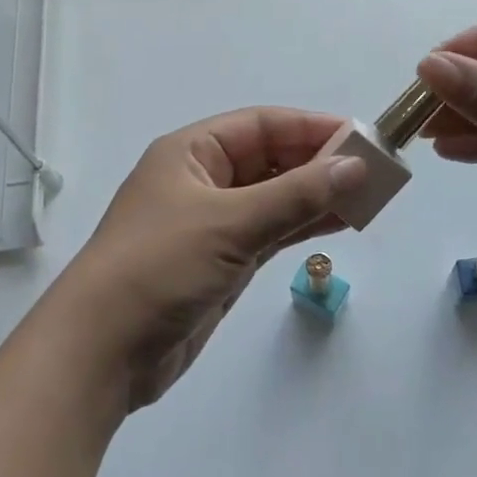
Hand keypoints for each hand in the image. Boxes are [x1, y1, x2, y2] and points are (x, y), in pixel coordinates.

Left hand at [46, 108, 364, 410]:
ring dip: (316, 196)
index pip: (261, 125)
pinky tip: (338, 223)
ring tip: (368, 198)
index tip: (362, 137)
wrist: (103, 351)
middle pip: (269, 159)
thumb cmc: (160, 267)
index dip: (311, 127)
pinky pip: (269, 232)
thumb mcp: (230, 222)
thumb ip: (295, 195)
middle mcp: (201, 180)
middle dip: (318, 163)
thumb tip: (355, 166)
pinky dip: (301, 226)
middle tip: (374, 171)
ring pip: (273, 197)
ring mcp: (211, 223)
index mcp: (191, 152)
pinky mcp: (220, 262)